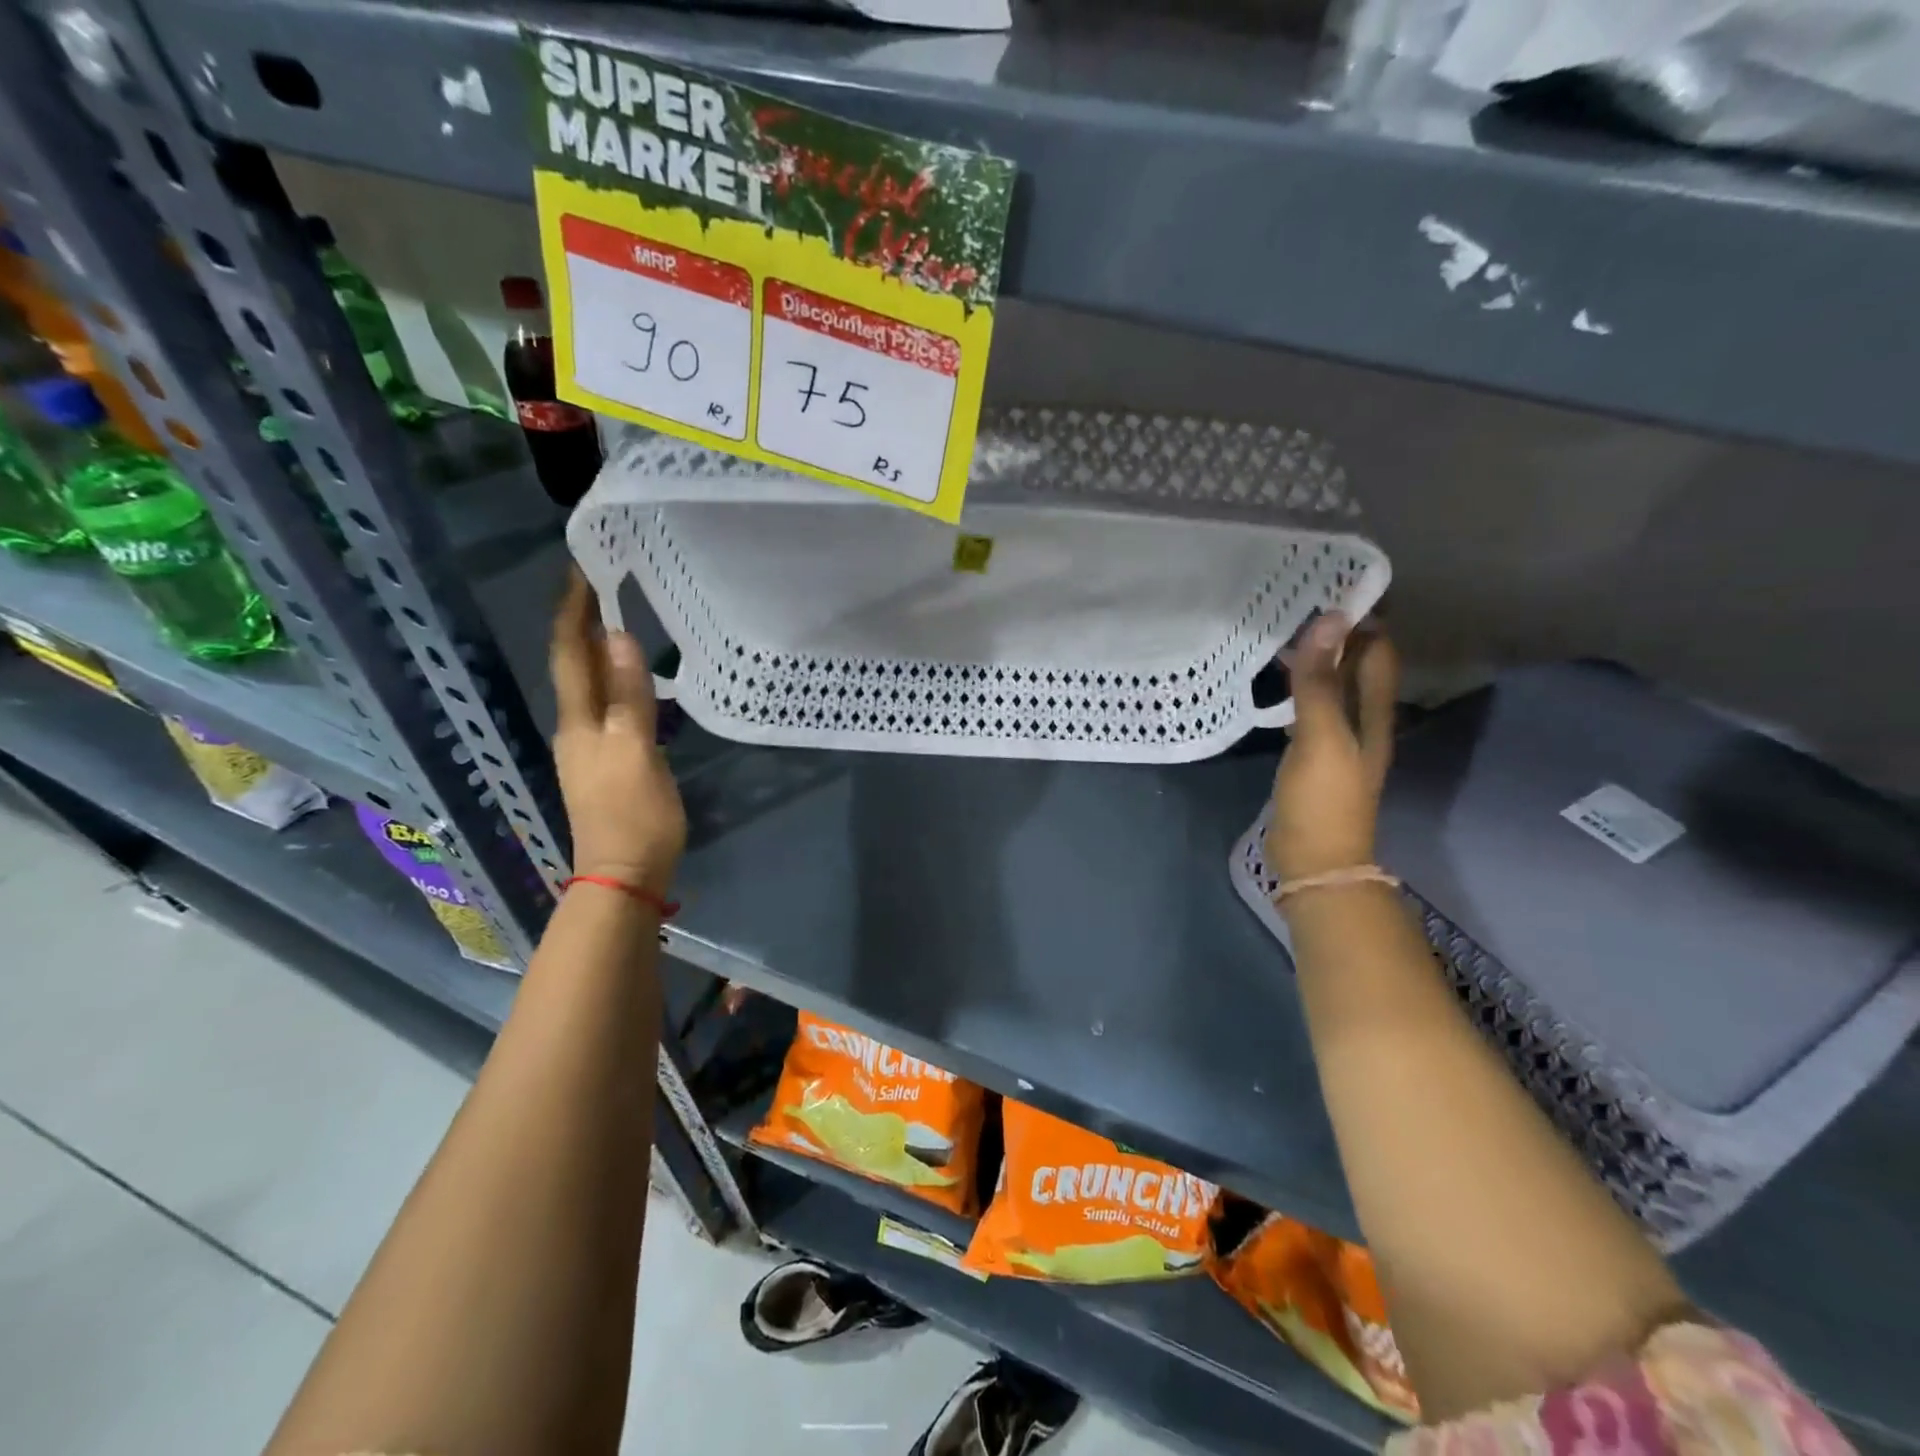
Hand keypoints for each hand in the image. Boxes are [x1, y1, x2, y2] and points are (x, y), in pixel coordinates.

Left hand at [550, 570, 685, 894]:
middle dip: (581, 624)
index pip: (570, 655)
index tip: (581, 569)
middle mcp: (576, 730)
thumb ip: (629, 697)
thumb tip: (618, 636)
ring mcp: (589, 750)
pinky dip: (614, 682)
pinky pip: (605, 708)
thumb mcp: (637, 753)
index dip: (572, 612)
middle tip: (603, 585)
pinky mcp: (606, 765)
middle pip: (573, 667)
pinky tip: (633, 681)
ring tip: (618, 621)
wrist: (624, 878)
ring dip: (596, 651)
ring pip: (588, 687)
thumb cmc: (633, 817)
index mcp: (580, 723)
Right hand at [1266, 613, 1398, 885]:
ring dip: (1317, 657)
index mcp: (1375, 713)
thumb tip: (1330, 621)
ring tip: (1283, 629)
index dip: (1366, 618)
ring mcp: (1337, 737)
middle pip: (1358, 665)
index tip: (1331, 585)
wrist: (1314, 860)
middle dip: (1338, 632)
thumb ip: (1322, 682)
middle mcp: (1363, 719)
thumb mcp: (1321, 737)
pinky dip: (1300, 684)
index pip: (1379, 651)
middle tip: (1297, 600)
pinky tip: (1276, 677)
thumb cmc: (1323, 800)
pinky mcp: (1313, 752)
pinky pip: (1311, 706)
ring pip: (1333, 684)